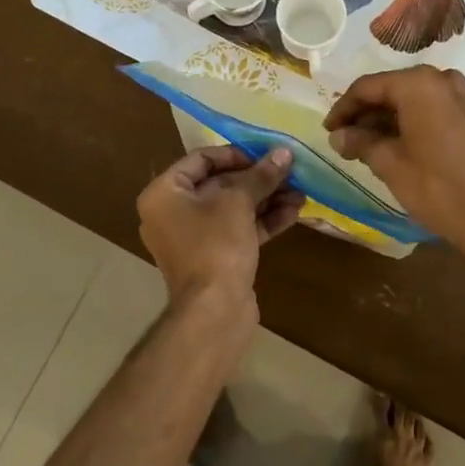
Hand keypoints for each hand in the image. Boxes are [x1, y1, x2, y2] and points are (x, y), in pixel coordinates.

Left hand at [136, 146, 304, 309]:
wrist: (214, 312)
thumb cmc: (216, 245)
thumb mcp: (239, 202)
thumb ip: (261, 175)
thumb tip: (284, 153)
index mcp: (164, 193)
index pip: (200, 159)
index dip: (235, 154)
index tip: (265, 154)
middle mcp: (173, 213)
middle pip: (219, 184)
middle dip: (257, 179)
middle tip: (289, 171)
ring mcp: (194, 238)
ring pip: (233, 209)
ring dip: (266, 199)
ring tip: (300, 191)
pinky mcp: (215, 258)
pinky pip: (238, 230)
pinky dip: (263, 221)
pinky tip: (294, 212)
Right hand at [323, 67, 464, 257]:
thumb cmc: (437, 188)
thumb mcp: (389, 164)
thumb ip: (360, 142)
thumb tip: (337, 135)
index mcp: (418, 84)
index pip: (368, 87)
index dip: (343, 108)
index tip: (327, 130)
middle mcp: (442, 79)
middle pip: (391, 89)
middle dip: (365, 112)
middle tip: (343, 138)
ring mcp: (463, 95)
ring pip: (412, 99)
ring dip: (386, 118)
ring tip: (364, 144)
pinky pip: (432, 108)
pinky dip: (410, 121)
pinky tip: (395, 144)